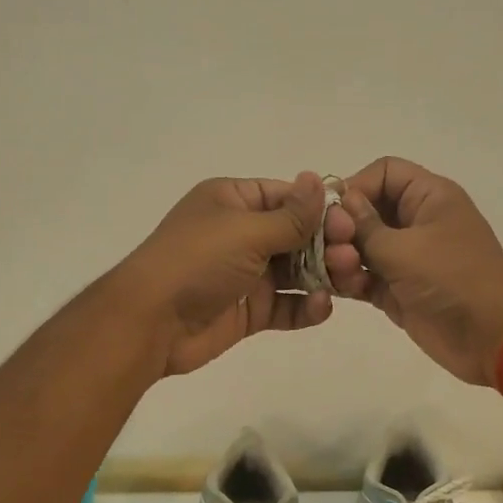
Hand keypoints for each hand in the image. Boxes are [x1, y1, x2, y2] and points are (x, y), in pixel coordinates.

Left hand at [113, 173, 332, 376]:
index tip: (351, 223)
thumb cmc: (197, 262)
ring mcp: (246, 274)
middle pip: (296, 235)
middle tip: (351, 257)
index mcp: (232, 201)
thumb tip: (319, 179)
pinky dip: (306, 306)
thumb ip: (290, 215)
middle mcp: (240, 234)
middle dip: (326, 245)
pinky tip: (322, 307)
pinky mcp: (249, 310)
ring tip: (347, 282)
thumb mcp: (245, 230)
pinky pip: (286, 304)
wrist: (151, 322)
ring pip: (296, 271)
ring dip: (323, 275)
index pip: (286, 197)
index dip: (319, 209)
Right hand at [323, 157, 502, 385]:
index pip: (384, 173)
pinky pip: (363, 276)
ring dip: (342, 258)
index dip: (355, 186)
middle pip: (365, 210)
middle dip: (343, 228)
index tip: (331, 212)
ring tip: (342, 273)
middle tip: (331, 248)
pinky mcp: (396, 290)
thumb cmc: (452, 280)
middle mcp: (415, 222)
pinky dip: (349, 281)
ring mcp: (405, 258)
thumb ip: (365, 226)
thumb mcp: (404, 249)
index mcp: (428, 197)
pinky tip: (340, 290)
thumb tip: (340, 202)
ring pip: (359, 246)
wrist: (491, 337)